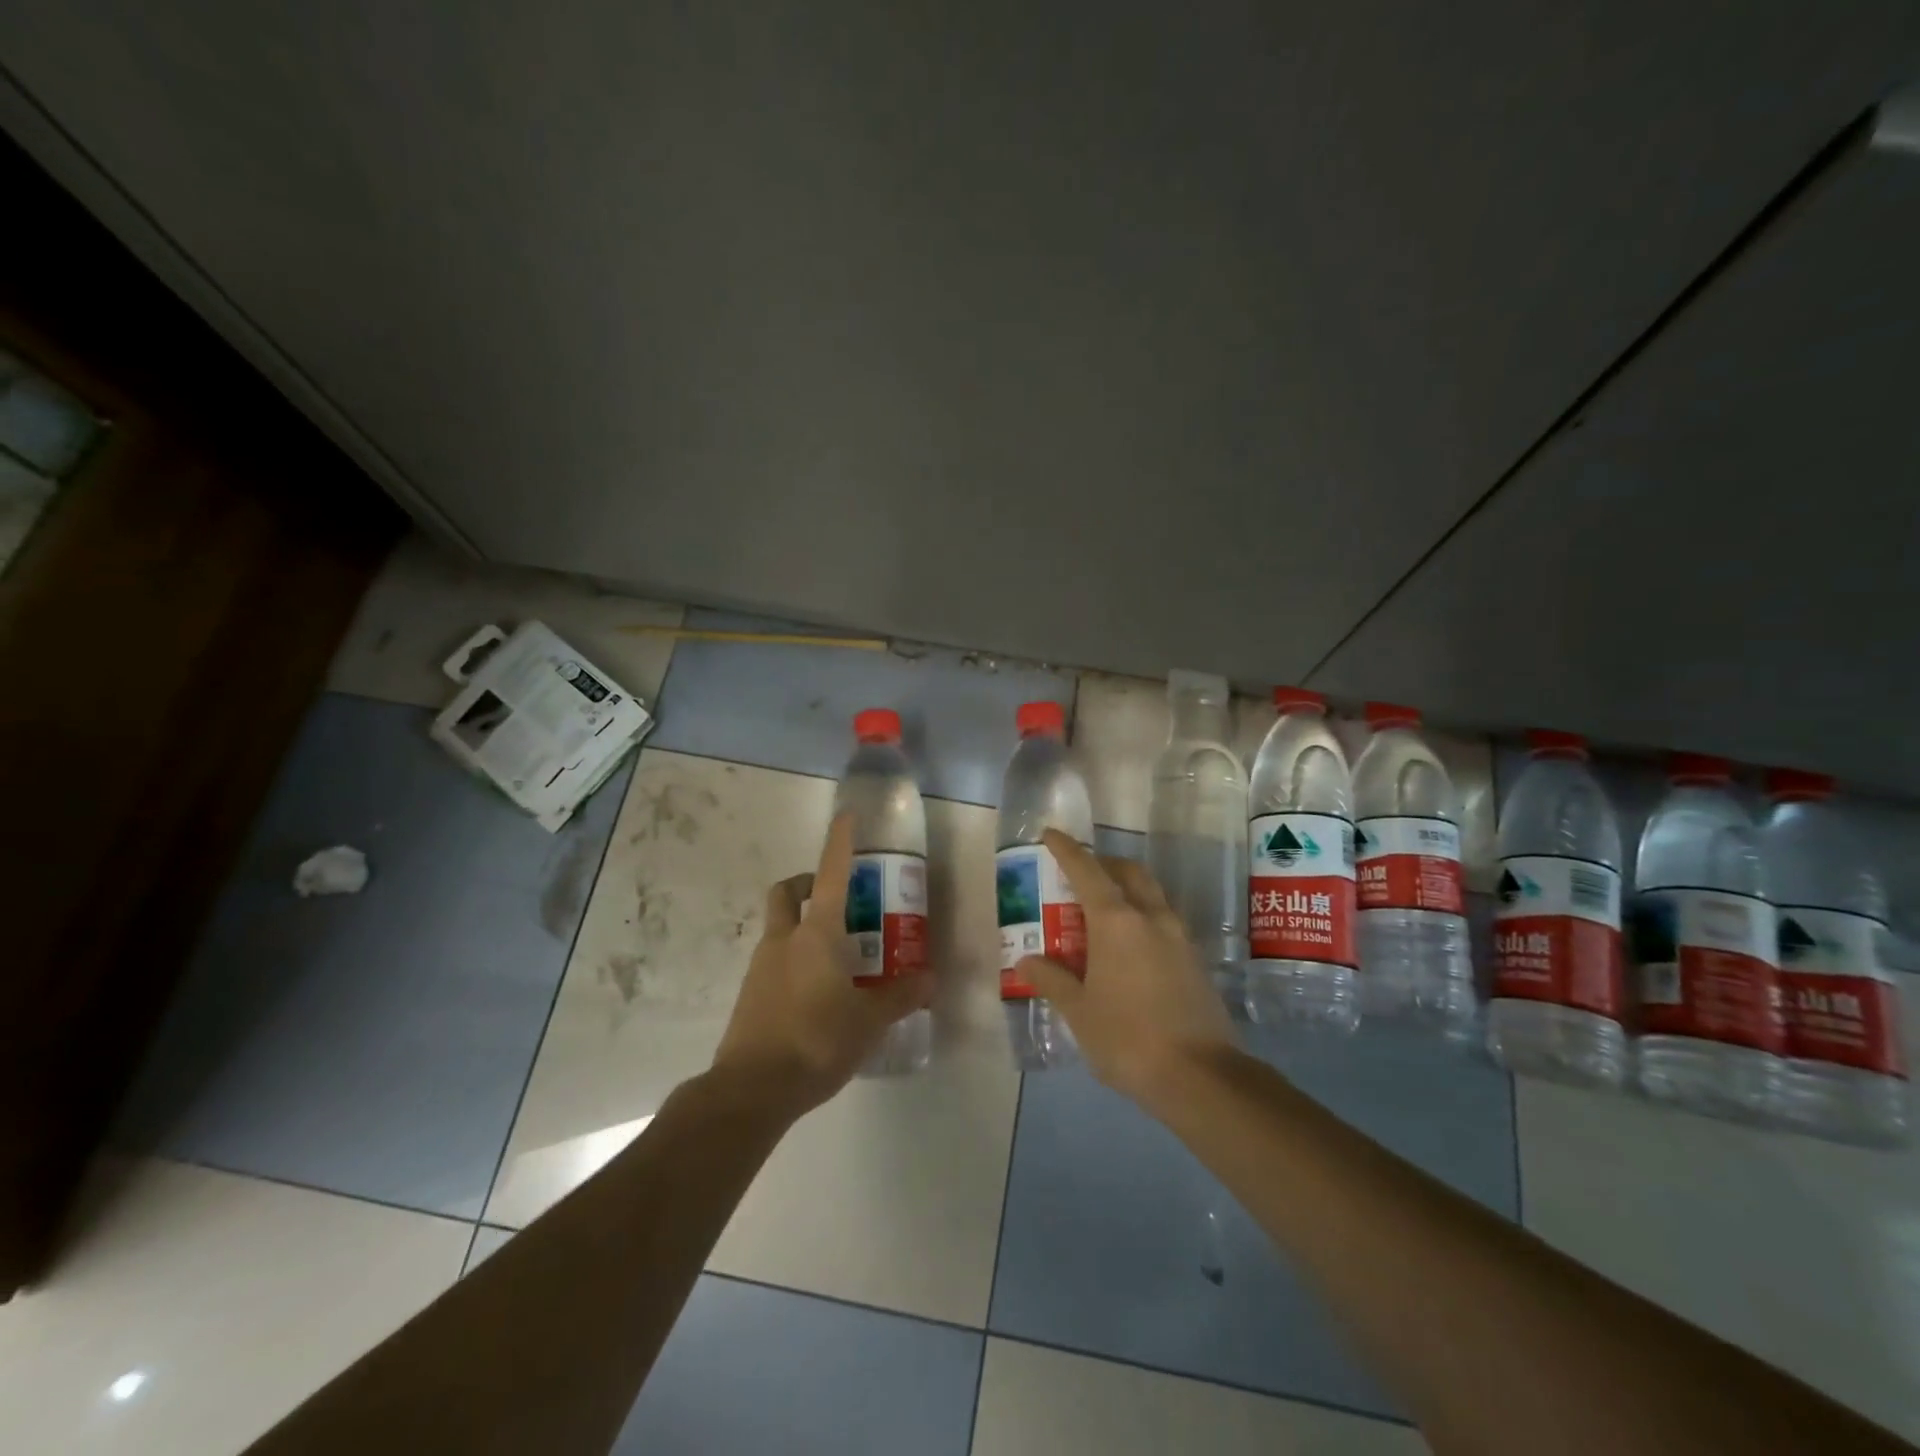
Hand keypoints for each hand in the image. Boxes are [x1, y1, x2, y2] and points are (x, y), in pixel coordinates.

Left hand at [712, 814, 934, 1115]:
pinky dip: (793, 960)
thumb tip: (931, 979)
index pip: (830, 873)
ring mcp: (761, 966)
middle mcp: (784, 939)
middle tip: (835, 898)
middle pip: (787, 891)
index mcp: (816, 933)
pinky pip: (773, 960)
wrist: (751, 1089)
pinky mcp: (749, 993)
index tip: (846, 816)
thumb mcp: (869, 1021)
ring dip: (801, 925)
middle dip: (806, 883)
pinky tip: (816, 992)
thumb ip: (900, 996)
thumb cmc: (817, 1041)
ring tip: (836, 956)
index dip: (840, 842)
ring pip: (778, 926)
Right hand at [1015, 830, 1236, 1108]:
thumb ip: (1052, 980)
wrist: (1201, 1076)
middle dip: (1103, 864)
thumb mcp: (1079, 1011)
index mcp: (1117, 921)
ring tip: (1102, 912)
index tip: (1050, 834)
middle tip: (1079, 877)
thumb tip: (1027, 961)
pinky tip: (1130, 946)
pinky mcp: (1195, 959)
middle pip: (1128, 872)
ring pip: (1151, 894)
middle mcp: (1151, 917)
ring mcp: (1179, 936)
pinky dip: (1143, 916)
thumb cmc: (1127, 1038)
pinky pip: (1164, 920)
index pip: (1087, 870)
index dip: (1067, 850)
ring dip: (1127, 889)